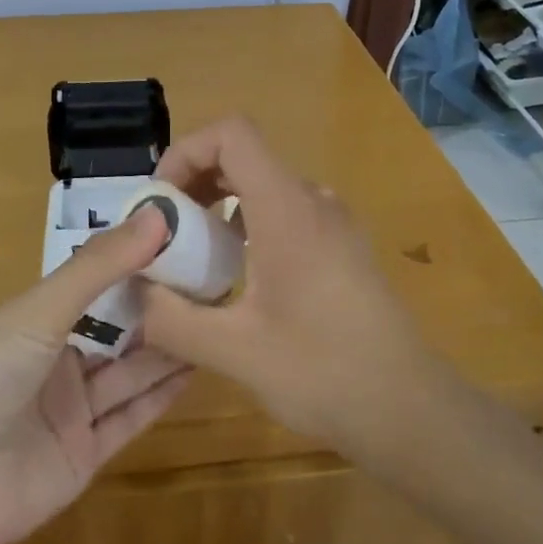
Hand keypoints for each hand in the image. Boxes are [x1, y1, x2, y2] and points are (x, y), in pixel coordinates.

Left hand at [0, 206, 188, 543]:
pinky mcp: (84, 456)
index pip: (94, 287)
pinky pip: (129, 419)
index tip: (186, 243)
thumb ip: (99, 267)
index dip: (136, 267)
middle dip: (159, 309)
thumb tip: (159, 215)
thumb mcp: (38, 311)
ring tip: (216, 320)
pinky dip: (161, 397)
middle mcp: (52, 363)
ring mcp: (68, 412)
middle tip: (215, 283)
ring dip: (168, 350)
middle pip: (116, 332)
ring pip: (128, 374)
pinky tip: (196, 369)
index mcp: (32, 322)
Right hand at [138, 118, 444, 444]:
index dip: (186, 151)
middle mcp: (314, 201)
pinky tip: (238, 281)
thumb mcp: (234, 351)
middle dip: (194, 185)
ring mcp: (335, 223)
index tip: (161, 202)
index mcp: (287, 209)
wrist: (409, 409)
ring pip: (264, 188)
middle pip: (244, 158)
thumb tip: (133, 294)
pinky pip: (286, 214)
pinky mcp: (344, 248)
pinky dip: (249, 228)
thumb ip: (172, 318)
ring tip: (195, 262)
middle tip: (166, 236)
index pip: (232, 134)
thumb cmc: (323, 372)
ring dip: (220, 210)